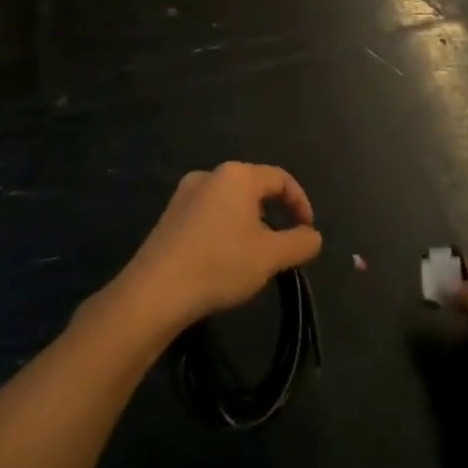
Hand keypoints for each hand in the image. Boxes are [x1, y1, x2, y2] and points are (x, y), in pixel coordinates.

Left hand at [109, 163, 321, 338]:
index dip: (301, 203)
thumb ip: (301, 243)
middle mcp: (210, 175)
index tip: (307, 232)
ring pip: (230, 202)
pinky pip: (209, 214)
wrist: (154, 292)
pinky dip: (225, 230)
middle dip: (274, 214)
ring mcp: (184, 194)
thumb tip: (312, 236)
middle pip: (255, 188)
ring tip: (254, 256)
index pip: (281, 179)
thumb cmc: (220, 264)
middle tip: (282, 245)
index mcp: (237, 175)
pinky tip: (223, 259)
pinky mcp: (169, 216)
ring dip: (249, 224)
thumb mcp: (271, 256)